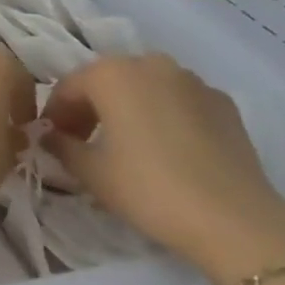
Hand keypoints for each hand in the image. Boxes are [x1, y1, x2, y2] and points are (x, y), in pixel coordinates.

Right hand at [42, 54, 284, 284]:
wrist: (236, 221)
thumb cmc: (150, 189)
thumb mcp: (91, 173)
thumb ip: (61, 146)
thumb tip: (48, 136)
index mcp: (111, 73)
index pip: (68, 87)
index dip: (55, 115)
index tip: (51, 142)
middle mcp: (150, 64)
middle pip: (107, 81)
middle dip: (90, 108)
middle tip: (84, 144)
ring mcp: (192, 80)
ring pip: (145, 88)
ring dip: (128, 109)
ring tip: (127, 146)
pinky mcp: (223, 103)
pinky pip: (179, 101)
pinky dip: (164, 116)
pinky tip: (167, 150)